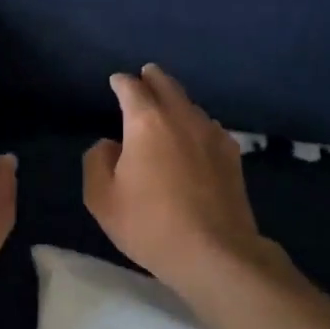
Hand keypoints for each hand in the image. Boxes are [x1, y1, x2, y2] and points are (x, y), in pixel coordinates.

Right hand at [84, 65, 298, 305]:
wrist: (214, 253)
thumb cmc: (149, 224)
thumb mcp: (102, 198)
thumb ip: (97, 162)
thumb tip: (109, 145)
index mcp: (146, 122)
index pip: (132, 88)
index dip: (121, 82)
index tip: (116, 81)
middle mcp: (181, 118)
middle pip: (167, 85)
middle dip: (153, 78)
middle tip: (145, 75)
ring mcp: (212, 135)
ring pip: (191, 105)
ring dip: (176, 99)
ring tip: (167, 105)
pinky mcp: (232, 156)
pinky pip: (209, 127)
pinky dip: (196, 122)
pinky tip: (194, 136)